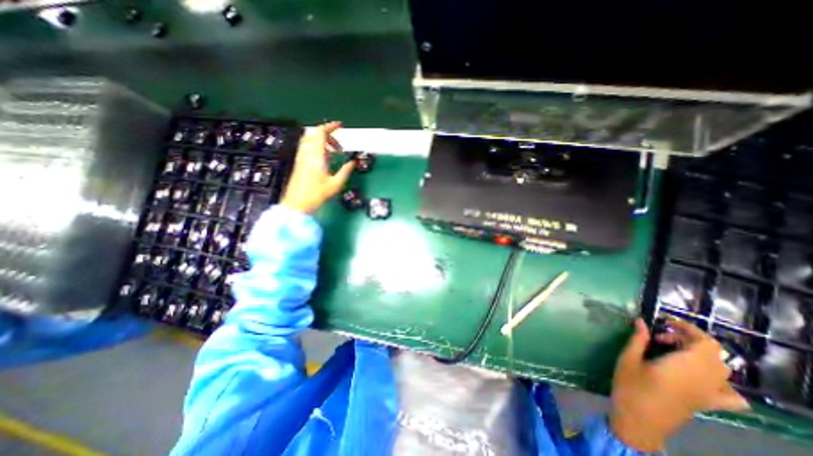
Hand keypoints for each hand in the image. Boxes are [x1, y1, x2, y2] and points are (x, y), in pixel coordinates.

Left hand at [282, 122, 354, 213]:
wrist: (297, 204)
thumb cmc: (317, 194)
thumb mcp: (335, 184)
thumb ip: (345, 171)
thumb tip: (353, 162)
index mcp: (316, 156)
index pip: (321, 133)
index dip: (330, 126)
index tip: (340, 126)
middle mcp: (306, 153)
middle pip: (314, 134)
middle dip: (328, 135)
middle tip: (338, 146)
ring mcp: (301, 157)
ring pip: (310, 140)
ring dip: (322, 141)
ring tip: (333, 152)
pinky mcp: (299, 162)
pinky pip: (307, 147)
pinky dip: (317, 147)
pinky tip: (324, 159)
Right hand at [609, 318, 748, 452]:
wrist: (640, 420)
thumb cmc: (631, 385)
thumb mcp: (628, 359)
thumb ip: (638, 339)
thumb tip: (641, 321)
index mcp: (686, 366)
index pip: (705, 343)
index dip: (689, 328)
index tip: (665, 321)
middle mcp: (706, 379)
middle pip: (713, 353)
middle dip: (688, 339)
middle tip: (659, 337)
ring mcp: (710, 393)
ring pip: (721, 369)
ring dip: (700, 354)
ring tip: (674, 351)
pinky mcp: (708, 404)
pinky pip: (731, 393)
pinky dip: (721, 381)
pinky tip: (700, 377)